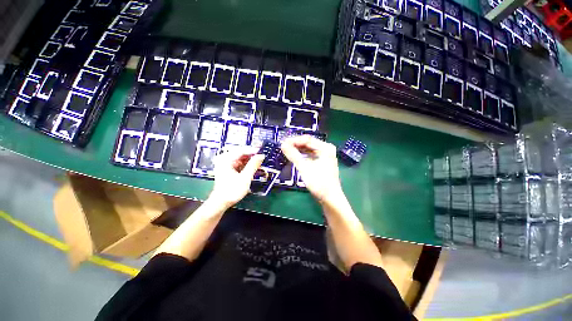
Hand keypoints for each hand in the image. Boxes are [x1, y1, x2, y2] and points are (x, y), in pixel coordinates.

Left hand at [208, 147, 264, 207]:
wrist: (221, 202)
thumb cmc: (232, 191)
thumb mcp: (245, 177)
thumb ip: (253, 165)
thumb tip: (261, 156)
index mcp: (226, 159)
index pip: (241, 150)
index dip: (253, 150)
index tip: (262, 152)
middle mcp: (224, 159)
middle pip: (240, 153)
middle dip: (251, 155)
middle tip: (261, 157)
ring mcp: (225, 164)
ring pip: (240, 158)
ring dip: (249, 160)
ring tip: (259, 163)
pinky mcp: (227, 168)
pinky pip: (238, 163)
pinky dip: (246, 165)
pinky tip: (252, 168)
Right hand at [281, 136, 343, 202]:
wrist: (330, 198)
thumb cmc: (319, 183)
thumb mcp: (305, 168)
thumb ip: (293, 155)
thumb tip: (283, 145)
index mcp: (325, 148)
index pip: (307, 139)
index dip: (294, 141)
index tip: (283, 143)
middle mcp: (326, 149)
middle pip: (308, 143)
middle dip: (296, 145)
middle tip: (283, 147)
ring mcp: (324, 156)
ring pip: (308, 149)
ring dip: (298, 150)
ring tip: (287, 151)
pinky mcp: (322, 162)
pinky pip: (310, 155)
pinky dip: (302, 155)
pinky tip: (295, 157)